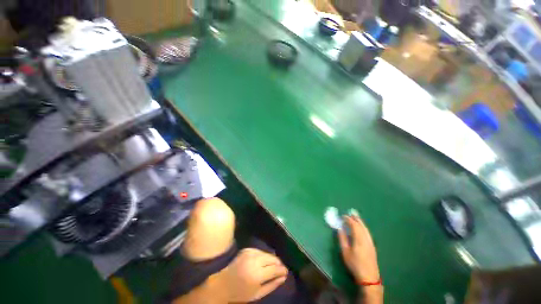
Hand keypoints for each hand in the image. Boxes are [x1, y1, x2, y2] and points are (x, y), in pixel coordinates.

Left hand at [216, 248, 287, 301]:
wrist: (223, 283)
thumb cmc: (240, 293)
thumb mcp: (258, 294)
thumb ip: (272, 285)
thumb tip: (284, 276)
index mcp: (257, 274)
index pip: (274, 269)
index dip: (282, 270)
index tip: (286, 271)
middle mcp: (254, 260)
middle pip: (272, 258)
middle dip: (278, 263)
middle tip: (280, 269)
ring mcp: (250, 253)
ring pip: (267, 254)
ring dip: (271, 259)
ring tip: (272, 266)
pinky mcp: (247, 249)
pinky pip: (260, 251)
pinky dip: (263, 256)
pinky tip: (262, 262)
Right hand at [338, 215, 379, 283]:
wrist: (369, 277)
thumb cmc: (354, 264)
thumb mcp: (345, 251)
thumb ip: (342, 238)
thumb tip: (339, 228)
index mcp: (359, 238)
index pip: (354, 225)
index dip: (348, 219)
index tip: (343, 216)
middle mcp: (366, 238)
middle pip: (361, 225)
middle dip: (356, 218)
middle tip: (350, 213)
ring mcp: (370, 242)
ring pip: (365, 228)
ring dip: (360, 222)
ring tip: (355, 217)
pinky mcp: (372, 246)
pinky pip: (367, 232)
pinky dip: (363, 227)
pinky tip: (361, 228)